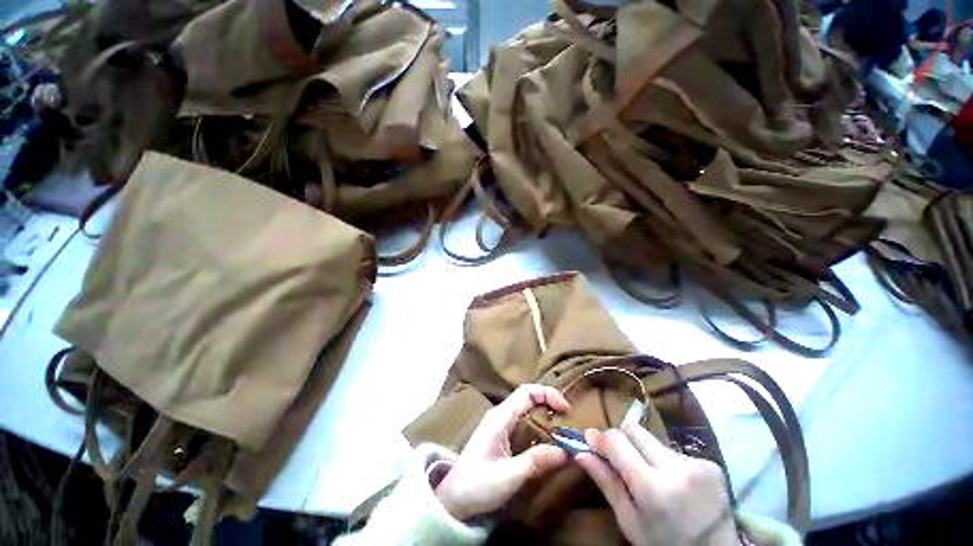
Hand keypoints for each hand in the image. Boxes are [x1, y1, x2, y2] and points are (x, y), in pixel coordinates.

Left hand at [435, 384, 570, 520]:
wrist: (453, 499)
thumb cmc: (478, 484)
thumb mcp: (509, 476)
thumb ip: (537, 461)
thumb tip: (566, 451)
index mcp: (500, 417)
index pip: (526, 392)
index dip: (548, 394)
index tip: (566, 410)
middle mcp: (500, 415)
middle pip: (527, 397)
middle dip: (548, 403)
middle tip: (567, 420)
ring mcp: (499, 425)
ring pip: (525, 409)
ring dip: (544, 415)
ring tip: (561, 430)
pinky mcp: (499, 436)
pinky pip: (521, 422)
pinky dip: (537, 426)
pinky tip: (545, 440)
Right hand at [576, 424, 738, 545]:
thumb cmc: (664, 544)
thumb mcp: (630, 522)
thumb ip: (606, 483)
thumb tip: (581, 451)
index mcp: (653, 487)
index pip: (616, 440)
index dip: (601, 438)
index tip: (591, 442)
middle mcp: (676, 468)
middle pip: (634, 430)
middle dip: (621, 439)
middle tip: (618, 458)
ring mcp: (697, 463)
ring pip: (653, 439)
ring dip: (643, 451)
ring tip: (649, 474)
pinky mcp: (710, 463)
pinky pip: (673, 449)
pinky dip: (664, 459)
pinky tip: (672, 480)